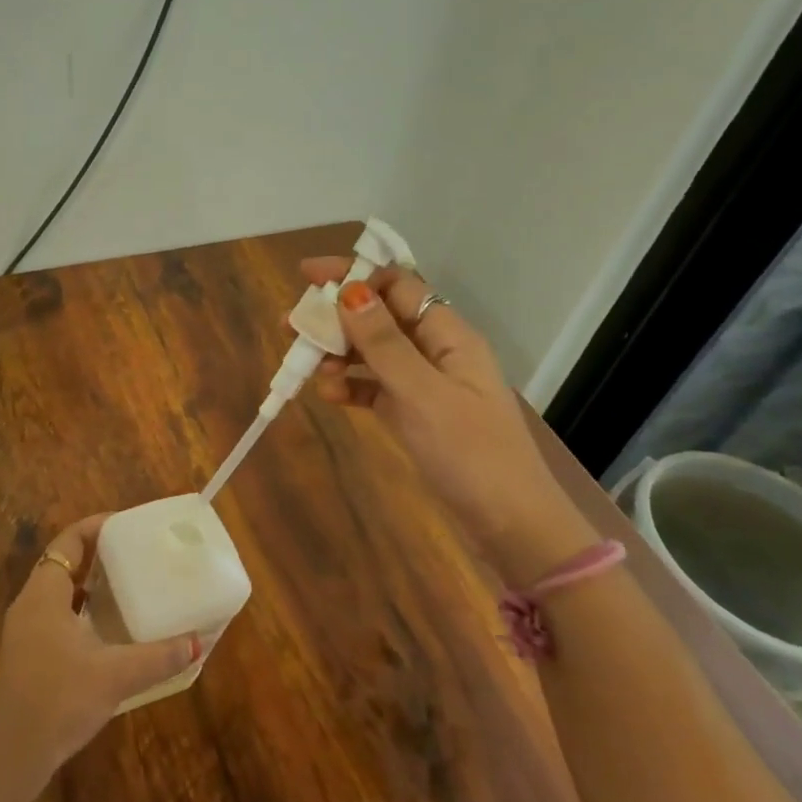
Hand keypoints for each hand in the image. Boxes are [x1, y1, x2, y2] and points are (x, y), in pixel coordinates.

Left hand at [0, 514, 199, 793]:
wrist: (14, 754)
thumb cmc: (59, 700)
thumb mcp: (114, 676)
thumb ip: (157, 657)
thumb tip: (197, 642)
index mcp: (44, 594)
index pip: (68, 542)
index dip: (95, 527)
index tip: (126, 525)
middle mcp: (30, 603)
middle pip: (63, 562)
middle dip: (97, 553)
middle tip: (134, 552)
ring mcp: (26, 629)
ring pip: (59, 590)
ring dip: (89, 582)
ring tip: (127, 582)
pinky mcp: (28, 653)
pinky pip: (57, 613)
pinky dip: (81, 609)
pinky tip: (108, 627)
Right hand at [303, 257, 597, 582]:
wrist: (510, 526)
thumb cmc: (471, 454)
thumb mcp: (422, 394)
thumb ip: (384, 343)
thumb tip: (349, 291)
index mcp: (449, 336)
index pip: (397, 286)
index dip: (354, 275)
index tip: (307, 276)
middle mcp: (436, 352)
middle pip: (379, 317)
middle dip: (336, 317)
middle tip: (292, 326)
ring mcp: (425, 384)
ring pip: (373, 353)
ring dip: (338, 354)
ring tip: (305, 367)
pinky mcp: (415, 414)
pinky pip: (375, 388)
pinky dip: (350, 387)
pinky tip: (328, 396)